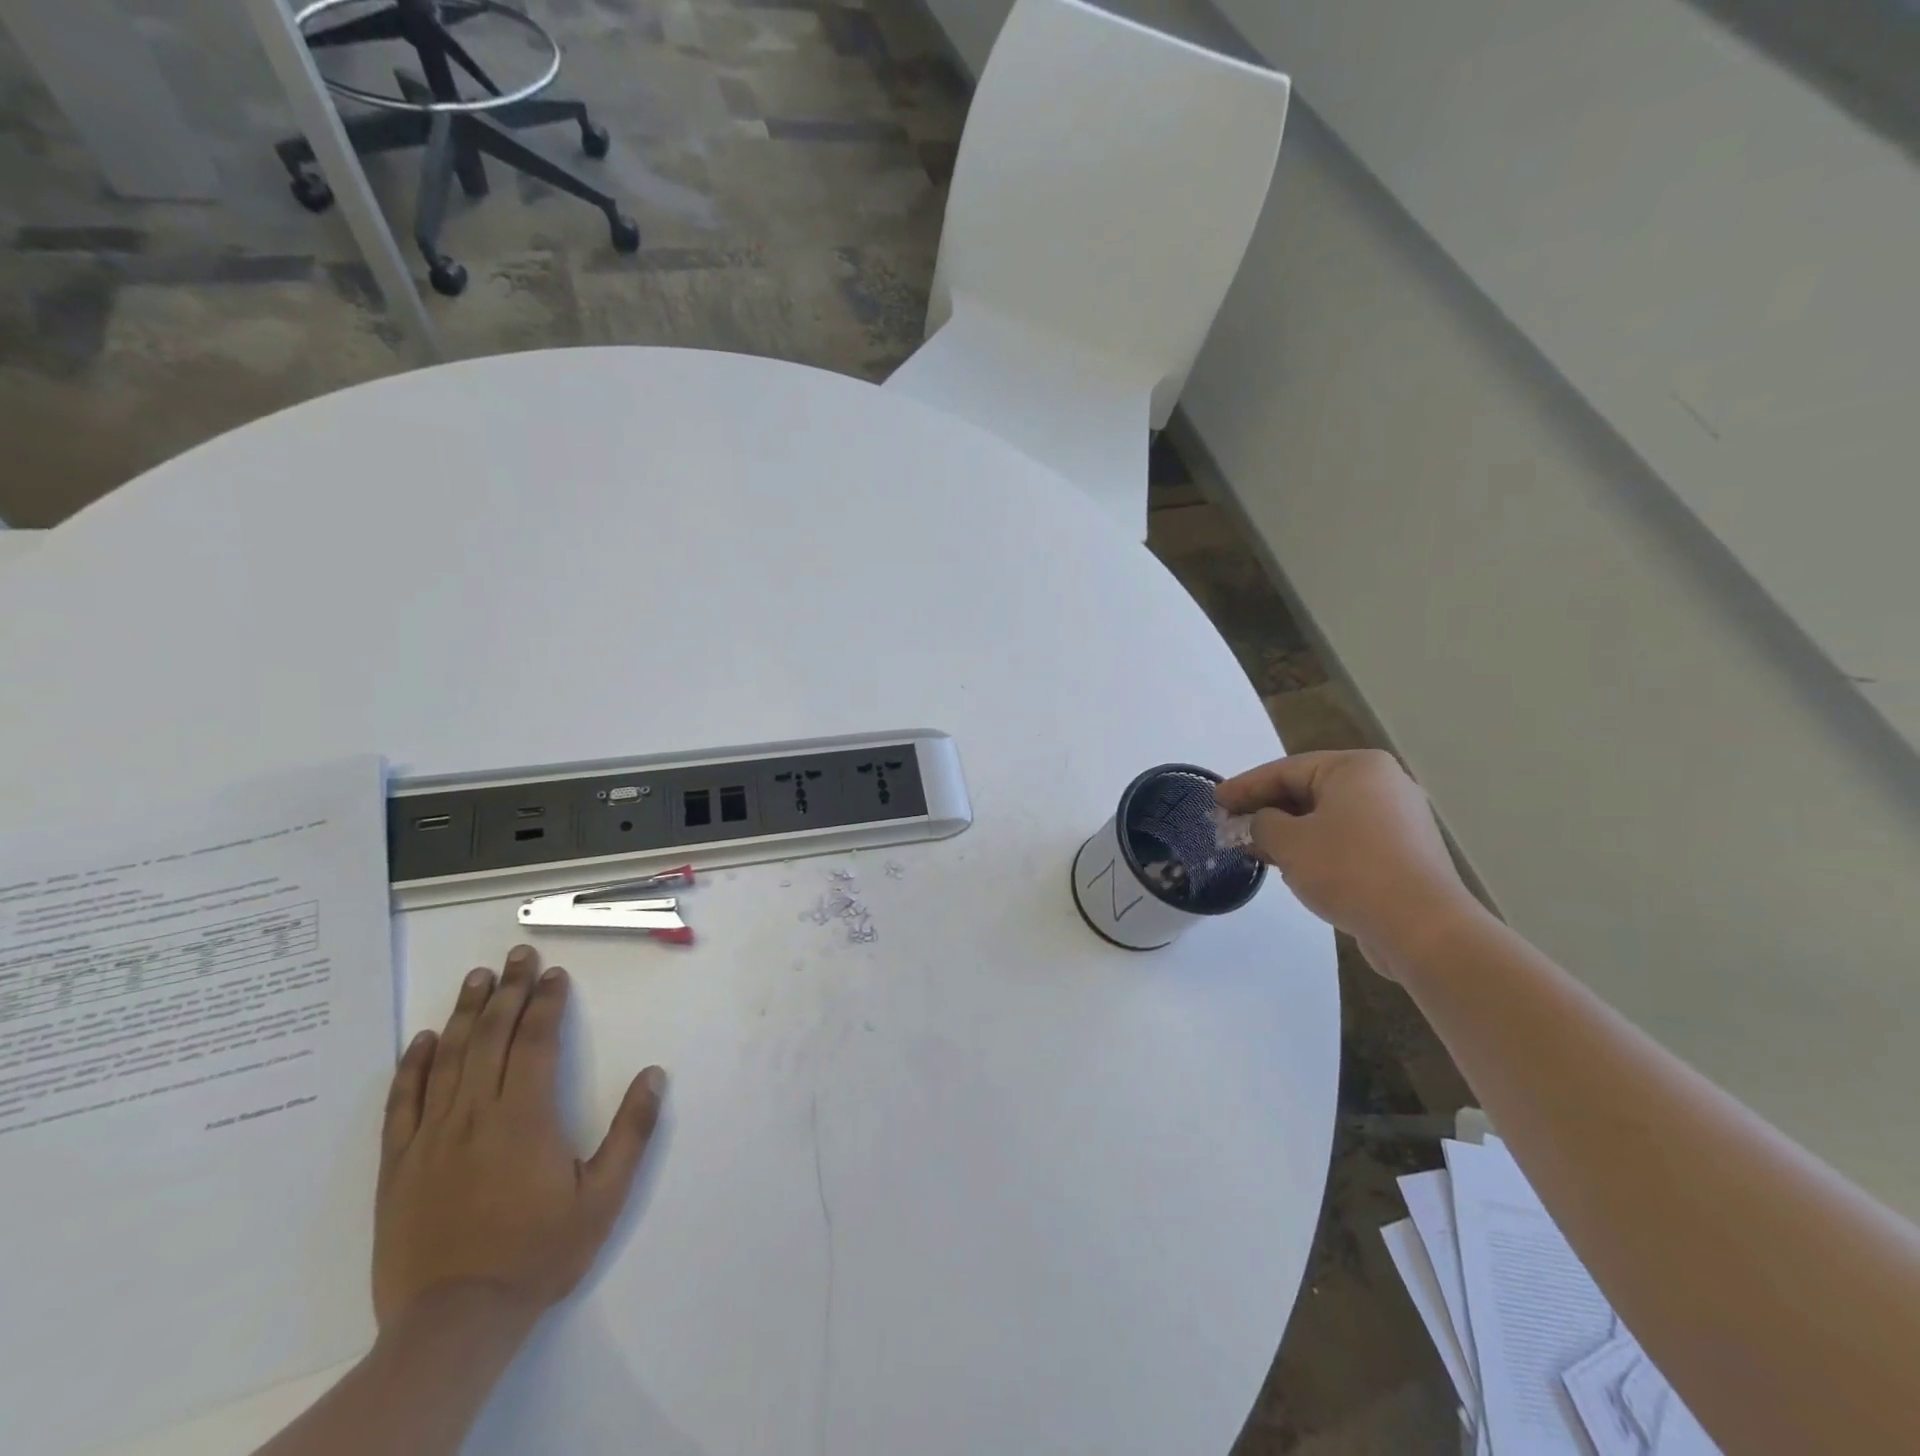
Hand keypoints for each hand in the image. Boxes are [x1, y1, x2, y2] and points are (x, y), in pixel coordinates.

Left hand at [374, 945, 665, 1332]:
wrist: (453, 1324)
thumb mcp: (603, 1197)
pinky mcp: (398, 1166)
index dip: (547, 1003)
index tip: (555, 974)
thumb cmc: (537, 1254)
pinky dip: (411, 1067)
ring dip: (463, 1013)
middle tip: (517, 955)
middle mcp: (476, 1115)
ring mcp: (431, 1139)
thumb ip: (632, 1132)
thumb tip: (654, 1075)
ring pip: (447, 1059)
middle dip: (507, 991)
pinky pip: (402, 1104)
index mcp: (525, 1118)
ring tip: (476, 978)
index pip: (537, 1042)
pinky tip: (421, 1040)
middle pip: (491, 1037)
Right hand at [1216, 750, 1480, 963]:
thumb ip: (1262, 824)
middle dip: (1266, 810)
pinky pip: (1346, 840)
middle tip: (1230, 825)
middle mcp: (1382, 785)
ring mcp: (1398, 820)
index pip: (1286, 769)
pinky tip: (1291, 866)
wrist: (1421, 928)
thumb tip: (1261, 824)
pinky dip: (1315, 848)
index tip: (1214, 801)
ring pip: (1327, 817)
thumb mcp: (1288, 841)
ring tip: (1254, 848)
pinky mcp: (1403, 854)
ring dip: (1288, 832)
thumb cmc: (1348, 870)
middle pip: (1308, 790)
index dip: (1244, 786)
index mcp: (1357, 768)